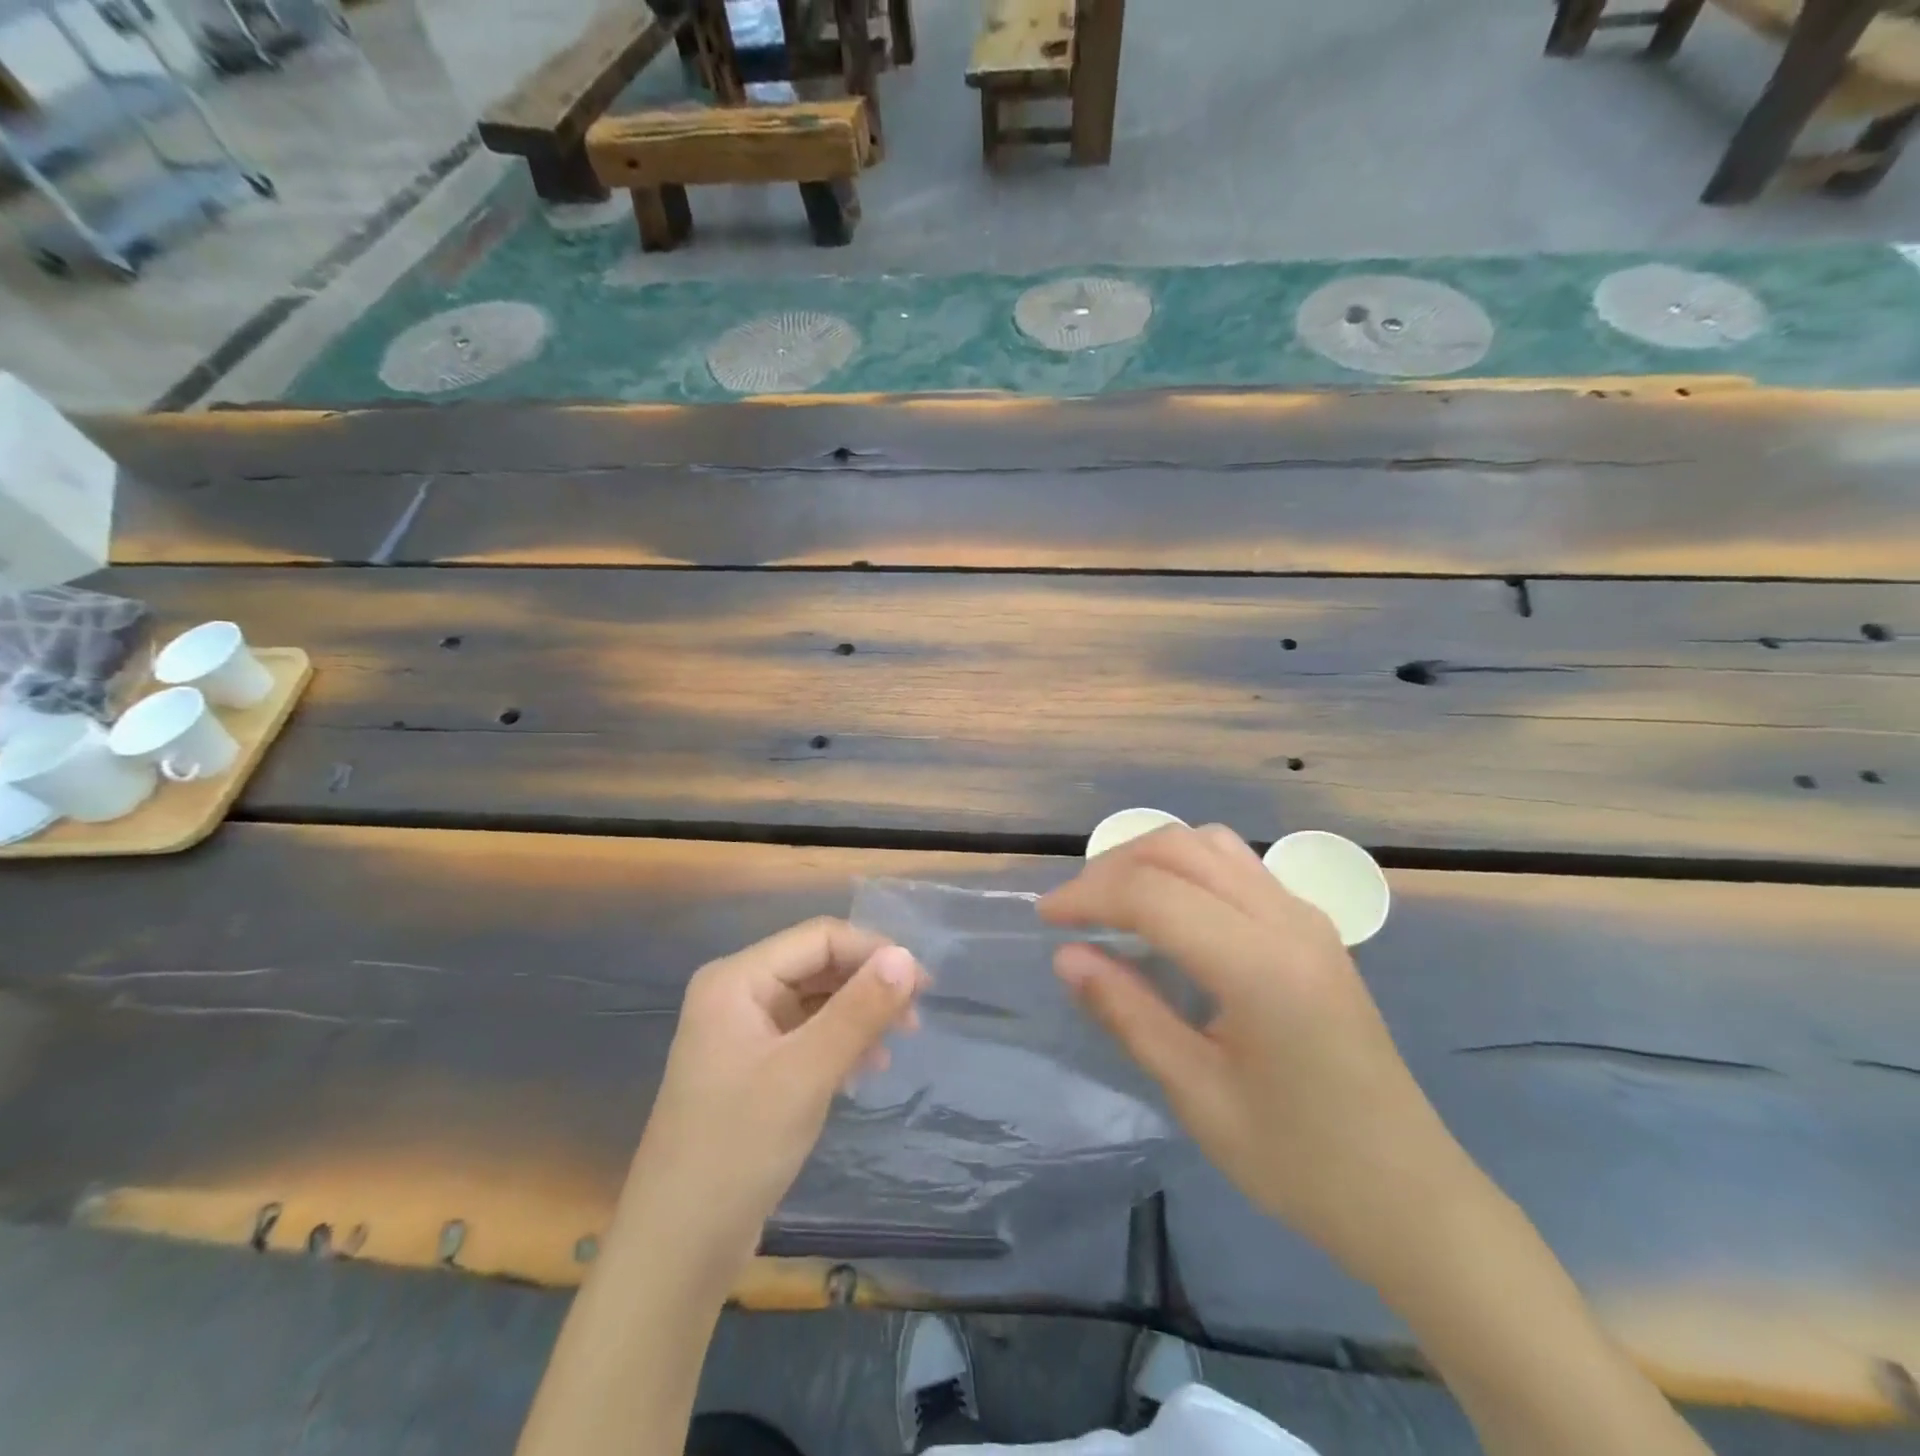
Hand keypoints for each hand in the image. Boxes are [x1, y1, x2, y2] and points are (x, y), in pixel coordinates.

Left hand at [619, 918, 924, 1282]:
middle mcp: (736, 993)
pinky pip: (805, 1034)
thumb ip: (859, 1010)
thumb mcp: (807, 1074)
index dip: (873, 952)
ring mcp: (741, 1031)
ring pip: (815, 1000)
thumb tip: (907, 957)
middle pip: (817, 965)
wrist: (676, 1249)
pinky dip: (839, 1043)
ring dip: (858, 1015)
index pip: (819, 938)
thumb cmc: (737, 1149)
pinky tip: (865, 1068)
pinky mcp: (750, 1067)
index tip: (923, 985)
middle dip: (868, 984)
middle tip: (915, 1018)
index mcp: (736, 979)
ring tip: (897, 1044)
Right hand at [1040, 825, 1469, 1279]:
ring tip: (1113, 901)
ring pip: (1211, 845)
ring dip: (1151, 858)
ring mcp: (1306, 917)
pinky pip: (1237, 867)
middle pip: (1180, 848)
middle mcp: (1286, 919)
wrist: (1410, 1195)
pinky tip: (1169, 911)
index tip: (1045, 919)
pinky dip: (1187, 868)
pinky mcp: (1313, 928)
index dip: (1088, 895)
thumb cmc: (1299, 1160)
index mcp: (1258, 964)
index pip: (1153, 893)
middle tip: (1072, 909)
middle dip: (1113, 866)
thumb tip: (1067, 956)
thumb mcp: (1198, 1095)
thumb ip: (1129, 1013)